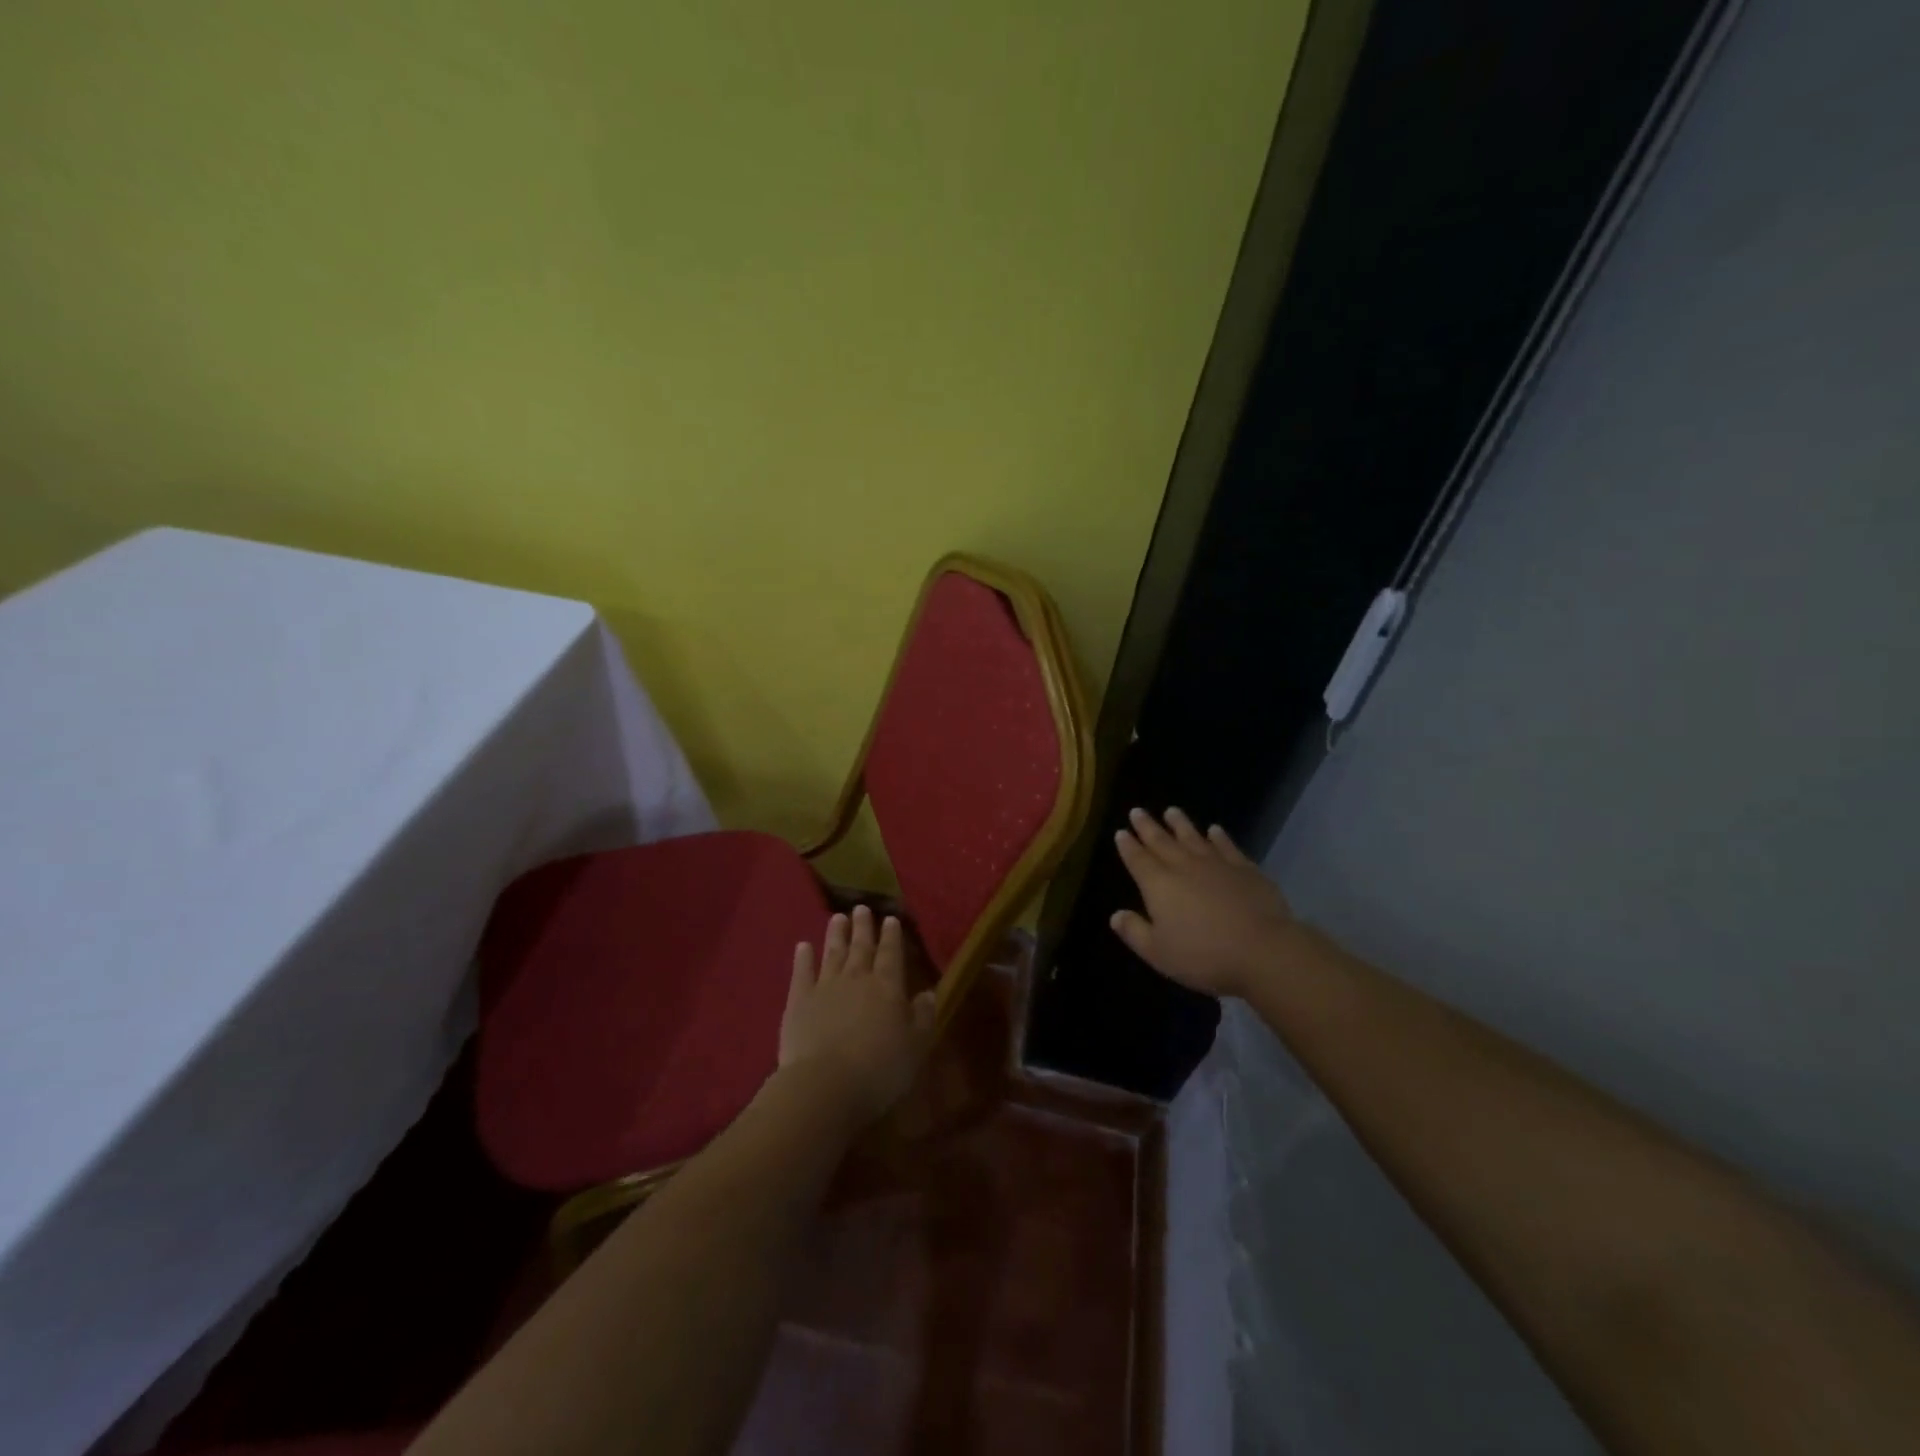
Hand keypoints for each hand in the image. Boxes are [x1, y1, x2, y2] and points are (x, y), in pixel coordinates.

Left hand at [781, 905, 937, 1124]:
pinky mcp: (799, 1001)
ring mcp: (825, 987)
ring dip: (836, 934)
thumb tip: (928, 992)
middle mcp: (857, 978)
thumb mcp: (916, 1047)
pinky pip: (802, 972)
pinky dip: (803, 958)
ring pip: (833, 953)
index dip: (892, 936)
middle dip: (863, 927)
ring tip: (837, 917)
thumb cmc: (879, 1069)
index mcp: (888, 986)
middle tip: (862, 908)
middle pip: (861, 947)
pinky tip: (803, 946)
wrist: (825, 1084)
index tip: (890, 918)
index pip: (892, 954)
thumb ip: (923, 1017)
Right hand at [1110, 808, 1298, 996]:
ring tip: (1171, 811)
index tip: (1121, 832)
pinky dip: (1219, 837)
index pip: (1138, 860)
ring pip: (1193, 837)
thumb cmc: (1204, 955)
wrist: (1263, 950)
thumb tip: (1116, 915)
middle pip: (1161, 842)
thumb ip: (1134, 932)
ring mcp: (1217, 865)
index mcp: (1159, 885)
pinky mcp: (1245, 869)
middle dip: (1147, 827)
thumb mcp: (1158, 953)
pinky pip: (1227, 846)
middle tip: (1137, 811)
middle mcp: (1184, 867)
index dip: (1128, 846)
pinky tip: (1215, 830)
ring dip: (1180, 824)